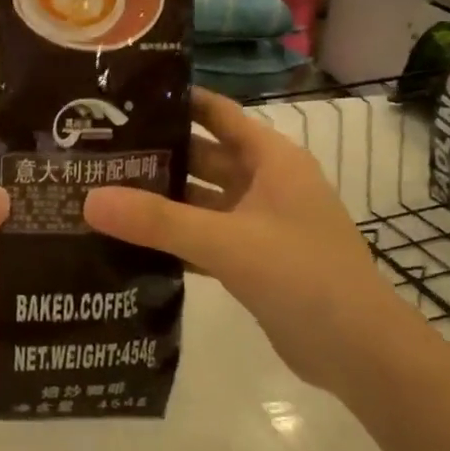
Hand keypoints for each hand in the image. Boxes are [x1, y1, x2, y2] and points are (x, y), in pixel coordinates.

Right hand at [83, 88, 392, 391]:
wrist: (360, 353)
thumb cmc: (303, 276)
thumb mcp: (226, 242)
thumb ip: (158, 221)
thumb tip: (89, 199)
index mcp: (271, 159)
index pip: (218, 113)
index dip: (177, 101)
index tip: (124, 97)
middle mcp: (266, 183)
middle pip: (203, 156)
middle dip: (157, 154)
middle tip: (97, 151)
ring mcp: (260, 224)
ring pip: (201, 200)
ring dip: (162, 200)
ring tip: (102, 193)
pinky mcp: (253, 260)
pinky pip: (205, 237)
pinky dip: (174, 238)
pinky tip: (130, 243)